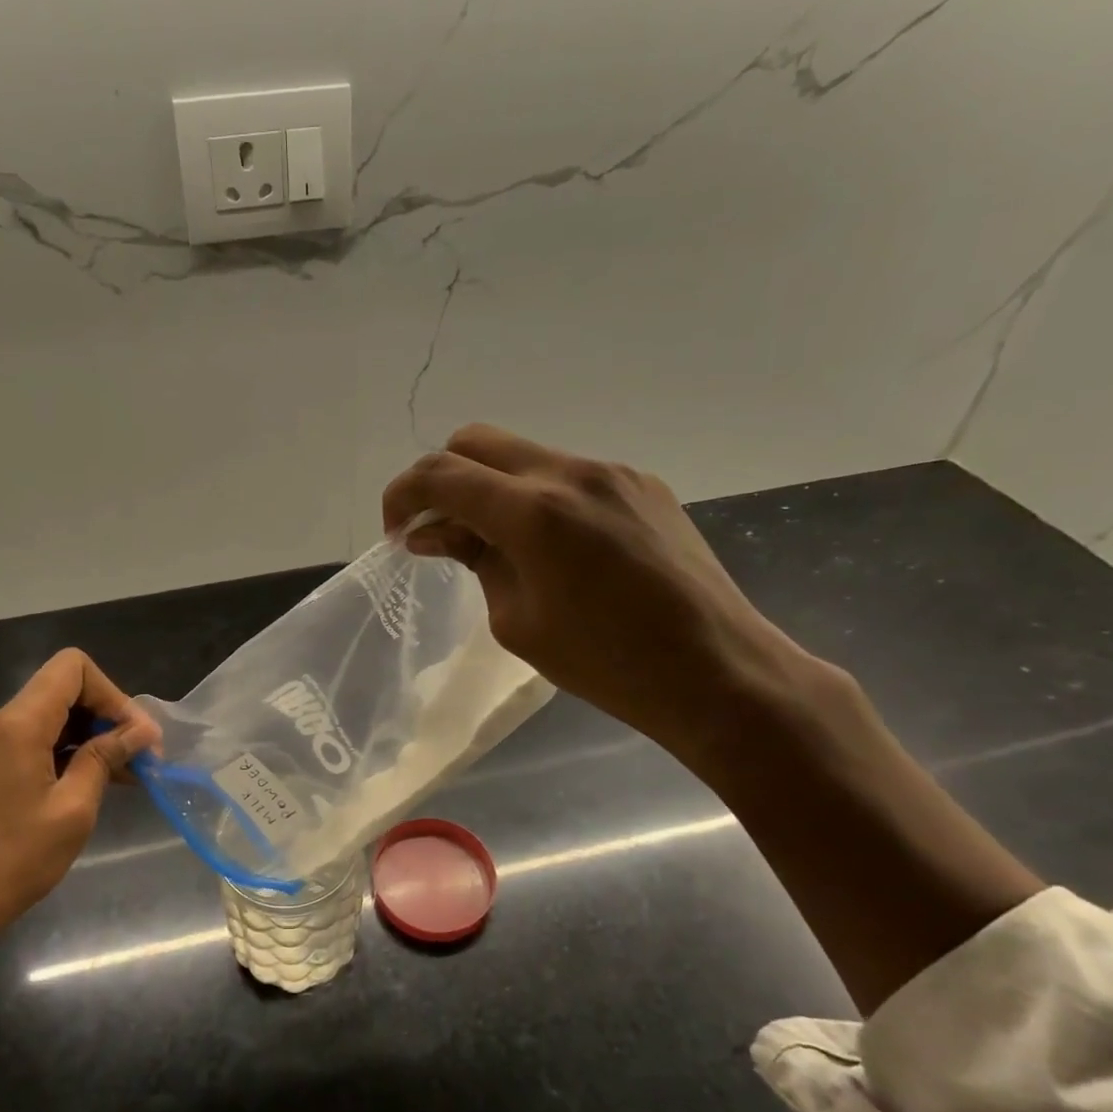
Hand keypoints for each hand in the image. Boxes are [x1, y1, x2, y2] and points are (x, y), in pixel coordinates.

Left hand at [0, 648, 159, 954]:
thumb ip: (104, 758)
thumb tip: (140, 731)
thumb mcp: (71, 810)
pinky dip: (66, 754)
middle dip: (107, 717)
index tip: (136, 736)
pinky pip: (32, 742)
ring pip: (50, 718)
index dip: (113, 693)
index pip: (73, 667)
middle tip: (142, 759)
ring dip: (90, 738)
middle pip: (63, 690)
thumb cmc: (9, 861)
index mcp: (17, 723)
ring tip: (126, 776)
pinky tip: (89, 785)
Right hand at [383, 424, 816, 762]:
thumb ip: (473, 560)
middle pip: (476, 441)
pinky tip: (552, 546)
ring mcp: (612, 472)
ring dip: (492, 487)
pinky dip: (537, 496)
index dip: (403, 495)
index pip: (441, 475)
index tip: (397, 532)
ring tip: (496, 543)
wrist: (715, 670)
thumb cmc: (606, 663)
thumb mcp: (516, 621)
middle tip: (437, 528)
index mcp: (533, 513)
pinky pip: (568, 474)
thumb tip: (433, 532)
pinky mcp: (641, 483)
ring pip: (523, 455)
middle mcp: (570, 473)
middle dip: (442, 478)